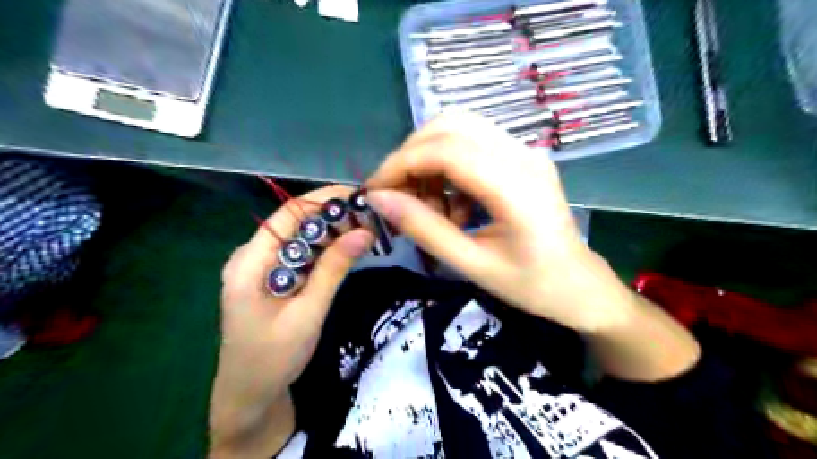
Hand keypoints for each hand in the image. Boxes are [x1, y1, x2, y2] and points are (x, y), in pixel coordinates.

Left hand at [212, 185, 374, 456]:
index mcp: (249, 261)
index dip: (322, 200)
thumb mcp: (308, 312)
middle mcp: (252, 257)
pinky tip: (347, 250)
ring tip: (365, 230)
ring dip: (331, 234)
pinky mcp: (273, 281)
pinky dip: (324, 252)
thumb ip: (334, 269)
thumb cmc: (274, 358)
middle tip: (370, 217)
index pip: (288, 214)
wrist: (250, 397)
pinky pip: (301, 257)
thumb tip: (364, 231)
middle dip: (332, 217)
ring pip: (300, 240)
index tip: (358, 196)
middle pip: (295, 224)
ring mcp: (261, 269)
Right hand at [368, 111, 640, 332]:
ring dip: (429, 159)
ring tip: (428, 205)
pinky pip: (473, 144)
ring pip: (459, 128)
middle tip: (397, 194)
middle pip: (449, 125)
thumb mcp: (472, 265)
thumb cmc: (532, 285)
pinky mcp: (522, 157)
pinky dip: (448, 167)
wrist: (580, 285)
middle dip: (411, 155)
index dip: (401, 163)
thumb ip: (425, 229)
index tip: (375, 190)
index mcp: (515, 186)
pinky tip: (453, 205)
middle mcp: (522, 154)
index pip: (444, 150)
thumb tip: (379, 200)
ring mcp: (525, 151)